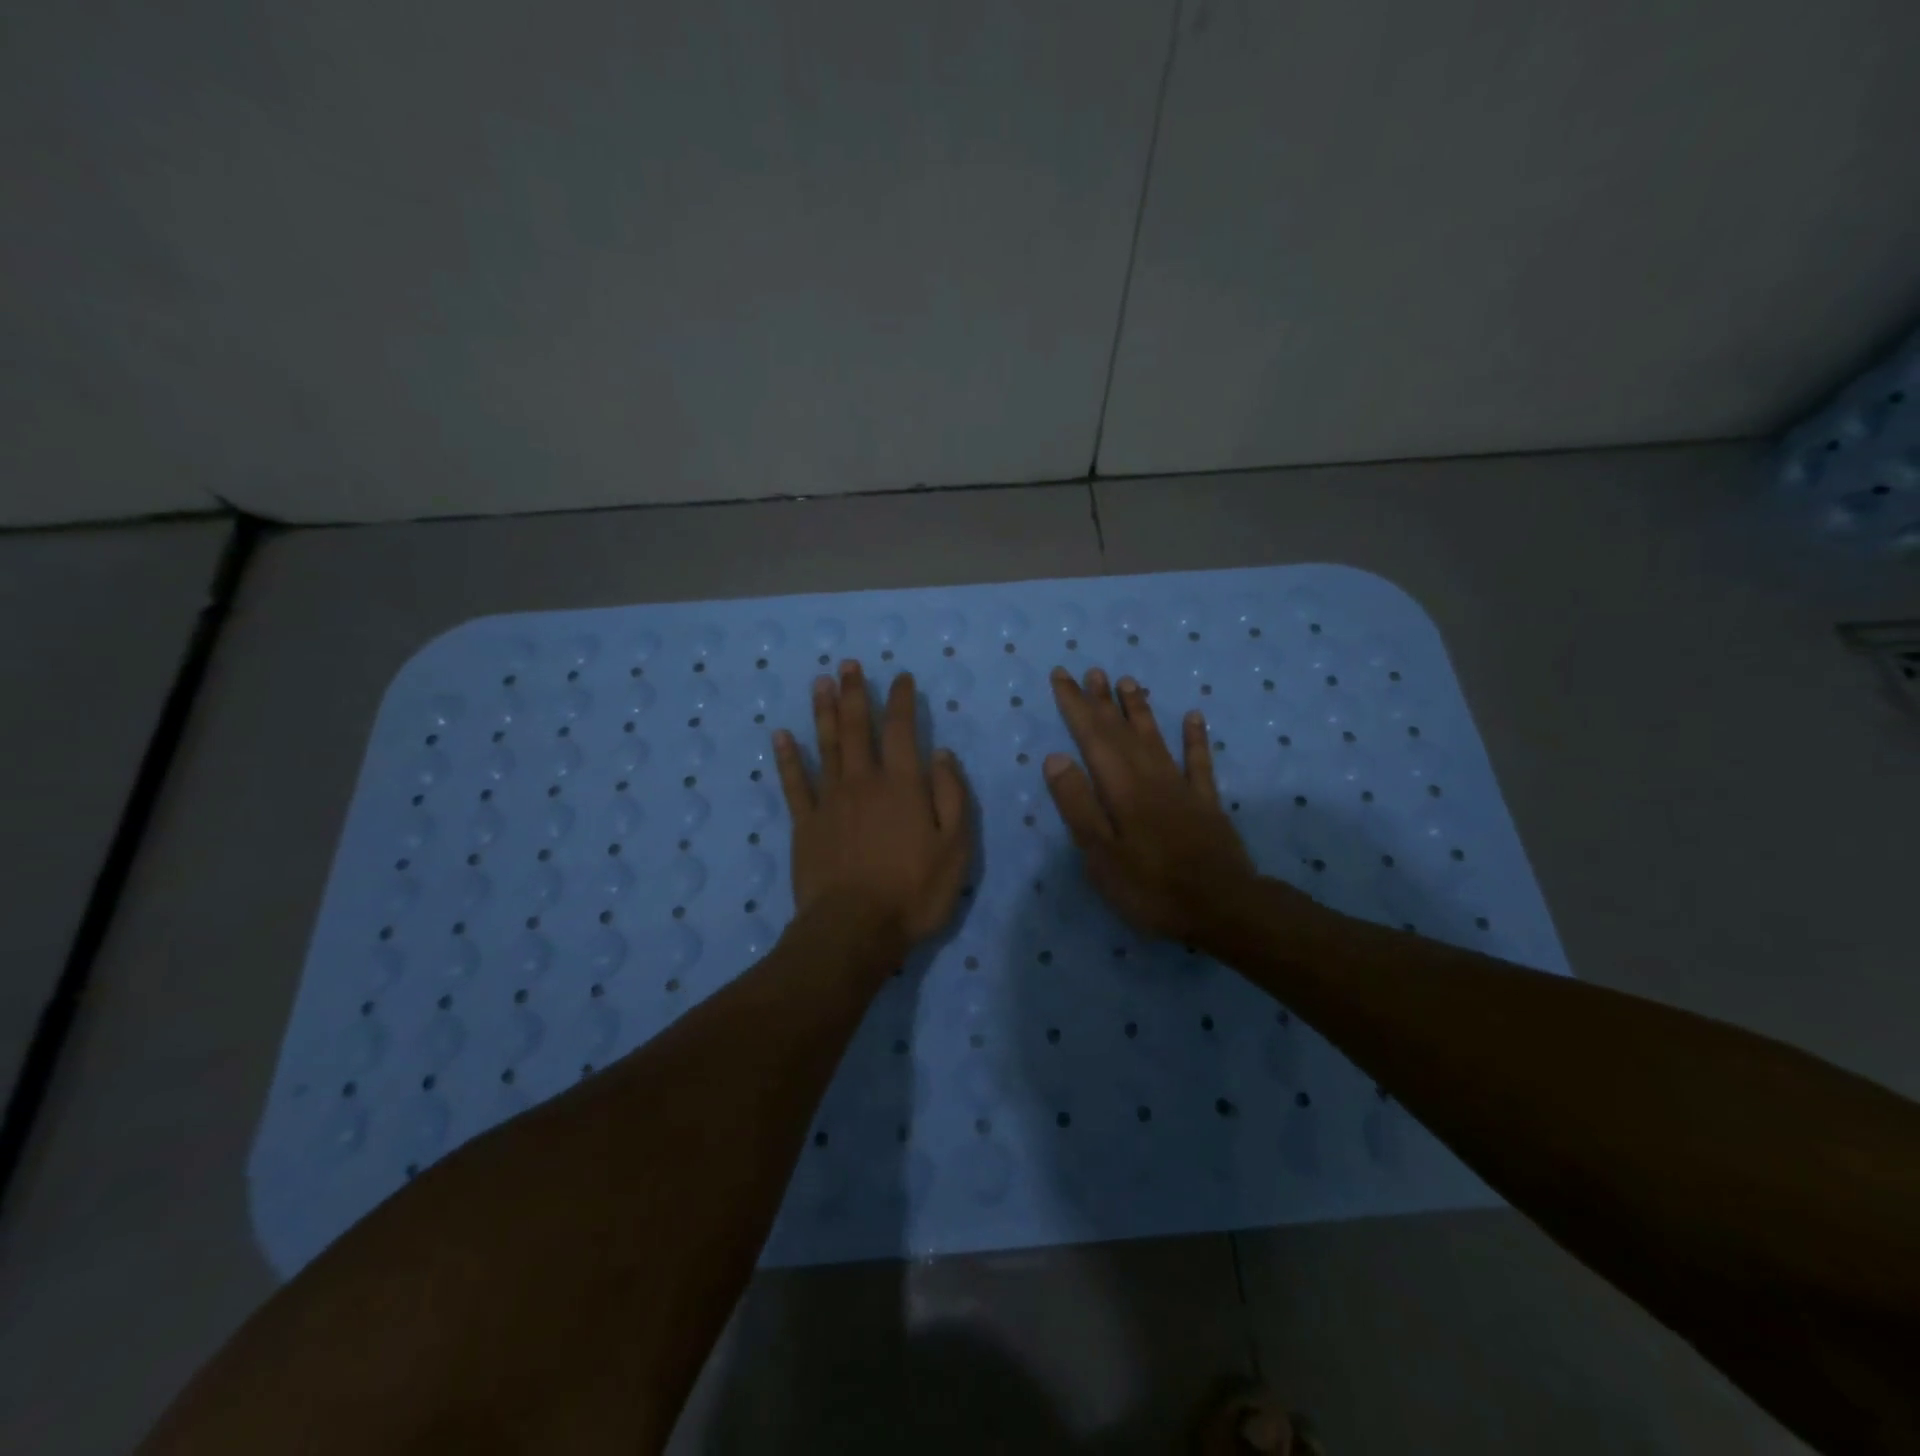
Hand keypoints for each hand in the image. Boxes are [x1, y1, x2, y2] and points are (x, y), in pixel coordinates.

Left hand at [773, 660, 970, 961]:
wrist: (855, 929)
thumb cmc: (914, 891)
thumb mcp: (956, 848)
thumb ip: (952, 796)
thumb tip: (941, 754)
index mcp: (903, 785)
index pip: (903, 730)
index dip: (902, 700)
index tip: (900, 677)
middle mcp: (864, 781)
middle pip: (857, 728)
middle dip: (855, 694)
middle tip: (848, 665)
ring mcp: (830, 800)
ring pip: (826, 746)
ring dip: (823, 712)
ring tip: (820, 683)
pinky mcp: (805, 824)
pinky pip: (794, 783)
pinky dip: (787, 758)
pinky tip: (781, 736)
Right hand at [1043, 665, 1258, 942]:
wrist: (1222, 907)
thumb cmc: (1150, 887)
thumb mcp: (1100, 854)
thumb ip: (1078, 804)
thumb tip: (1055, 757)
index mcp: (1120, 788)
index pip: (1091, 736)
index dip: (1075, 705)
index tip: (1062, 676)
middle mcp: (1149, 777)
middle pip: (1121, 731)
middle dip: (1102, 700)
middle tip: (1090, 671)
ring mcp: (1180, 788)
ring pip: (1156, 738)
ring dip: (1140, 709)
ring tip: (1128, 681)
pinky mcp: (1205, 803)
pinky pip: (1198, 762)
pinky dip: (1195, 738)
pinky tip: (1193, 716)